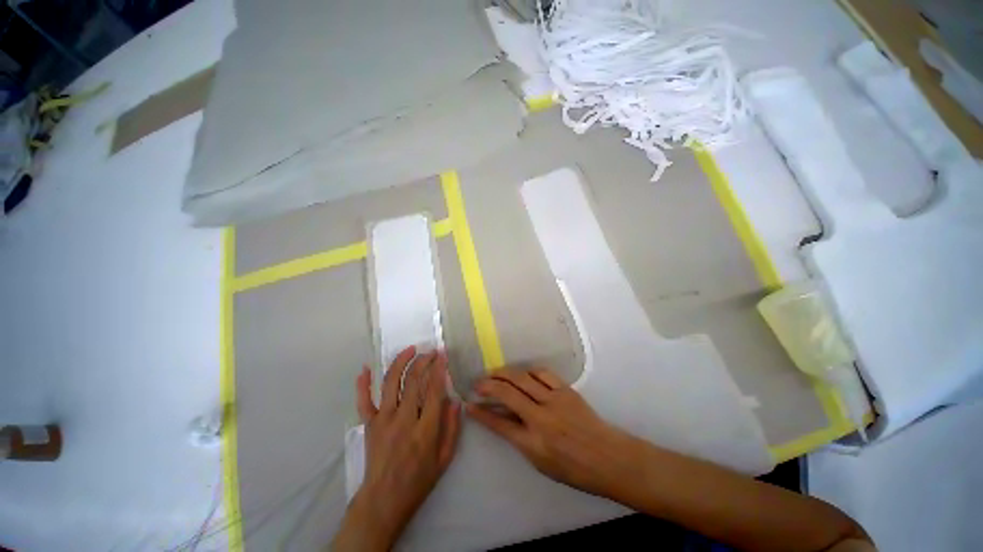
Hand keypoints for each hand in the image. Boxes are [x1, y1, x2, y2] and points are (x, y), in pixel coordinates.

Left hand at [333, 346, 460, 551]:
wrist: (383, 501)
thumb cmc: (418, 480)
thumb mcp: (444, 458)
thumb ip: (452, 427)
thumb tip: (455, 400)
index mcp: (424, 430)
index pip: (433, 390)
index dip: (439, 369)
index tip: (442, 356)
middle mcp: (402, 420)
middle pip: (413, 381)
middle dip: (423, 361)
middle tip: (431, 352)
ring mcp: (382, 420)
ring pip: (391, 383)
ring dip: (401, 362)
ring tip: (410, 349)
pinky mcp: (368, 425)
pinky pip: (363, 401)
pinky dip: (362, 384)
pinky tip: (365, 368)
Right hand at [466, 367, 642, 500]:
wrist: (609, 457)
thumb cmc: (575, 469)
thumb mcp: (541, 463)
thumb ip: (520, 439)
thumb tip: (502, 420)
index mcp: (534, 443)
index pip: (499, 423)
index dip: (481, 413)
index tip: (469, 404)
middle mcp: (541, 418)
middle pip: (507, 393)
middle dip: (488, 385)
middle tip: (478, 383)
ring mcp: (554, 400)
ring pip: (522, 378)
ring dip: (504, 373)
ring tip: (494, 373)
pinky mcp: (566, 389)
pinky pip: (542, 373)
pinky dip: (527, 371)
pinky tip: (521, 373)